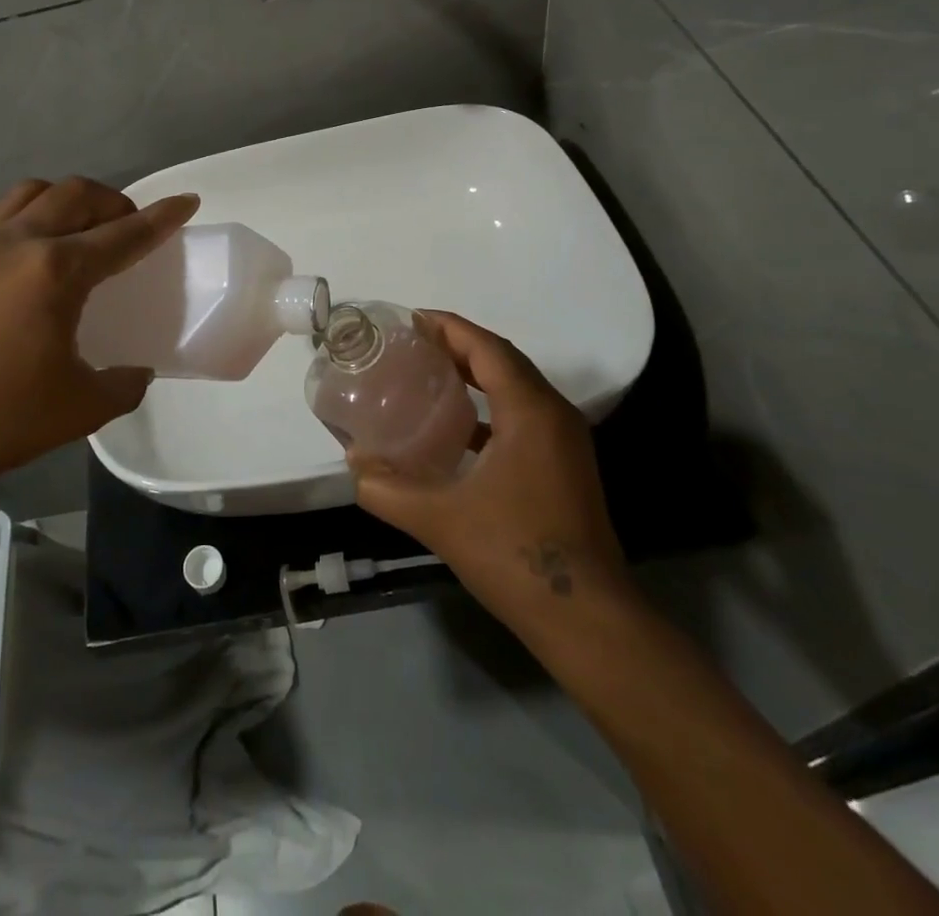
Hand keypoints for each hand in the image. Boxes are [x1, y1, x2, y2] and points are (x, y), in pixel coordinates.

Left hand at [0, 177, 197, 492]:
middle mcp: (21, 244)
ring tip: (85, 231)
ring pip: (34, 194)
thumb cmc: (1, 417)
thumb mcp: (81, 407)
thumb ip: (123, 384)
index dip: (161, 218)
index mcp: (57, 271)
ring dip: (69, 200)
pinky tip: (40, 259)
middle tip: (132, 227)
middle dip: (114, 201)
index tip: (185, 200)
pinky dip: (35, 217)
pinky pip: (5, 217)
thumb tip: (136, 372)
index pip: (123, 234)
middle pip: (76, 195)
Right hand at [349, 311, 628, 606]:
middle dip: (459, 346)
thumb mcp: (439, 519)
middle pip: (504, 360)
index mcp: (530, 412)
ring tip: (430, 376)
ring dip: (477, 375)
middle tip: (413, 345)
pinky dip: (490, 407)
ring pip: (517, 387)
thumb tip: (353, 463)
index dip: (449, 327)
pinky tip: (458, 429)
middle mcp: (554, 415)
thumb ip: (387, 488)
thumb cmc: (514, 555)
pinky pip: (524, 415)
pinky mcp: (566, 465)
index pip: (487, 348)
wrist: (586, 617)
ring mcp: (566, 441)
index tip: (410, 320)